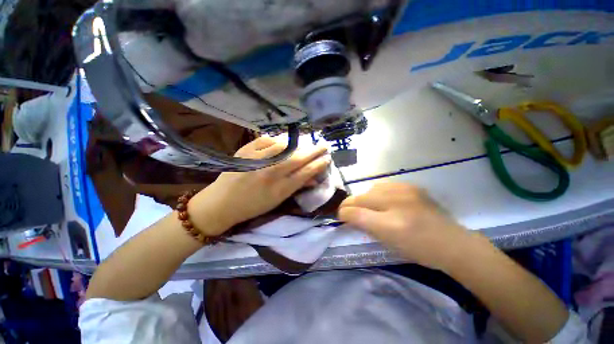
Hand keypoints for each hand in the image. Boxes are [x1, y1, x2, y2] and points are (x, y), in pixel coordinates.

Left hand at [190, 137, 330, 234]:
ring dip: (298, 144)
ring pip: (285, 146)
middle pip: (298, 158)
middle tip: (324, 145)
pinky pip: (267, 140)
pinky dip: (278, 139)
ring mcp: (257, 159)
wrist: (222, 202)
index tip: (327, 158)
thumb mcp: (277, 201)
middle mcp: (270, 172)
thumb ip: (296, 187)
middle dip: (315, 151)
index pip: (306, 172)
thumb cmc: (253, 205)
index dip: (319, 164)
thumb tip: (314, 178)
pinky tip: (283, 142)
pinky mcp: (246, 150)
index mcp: (279, 189)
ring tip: (305, 144)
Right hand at [338, 183, 475, 270]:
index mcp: (389, 224)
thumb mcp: (387, 242)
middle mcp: (395, 203)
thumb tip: (348, 215)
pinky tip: (384, 200)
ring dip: (364, 198)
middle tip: (349, 211)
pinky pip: (384, 185)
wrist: (452, 243)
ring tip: (368, 206)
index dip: (343, 213)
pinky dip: (378, 193)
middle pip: (360, 197)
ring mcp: (404, 191)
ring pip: (370, 189)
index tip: (340, 216)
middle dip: (350, 204)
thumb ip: (364, 225)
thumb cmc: (418, 249)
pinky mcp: (411, 186)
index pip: (354, 212)